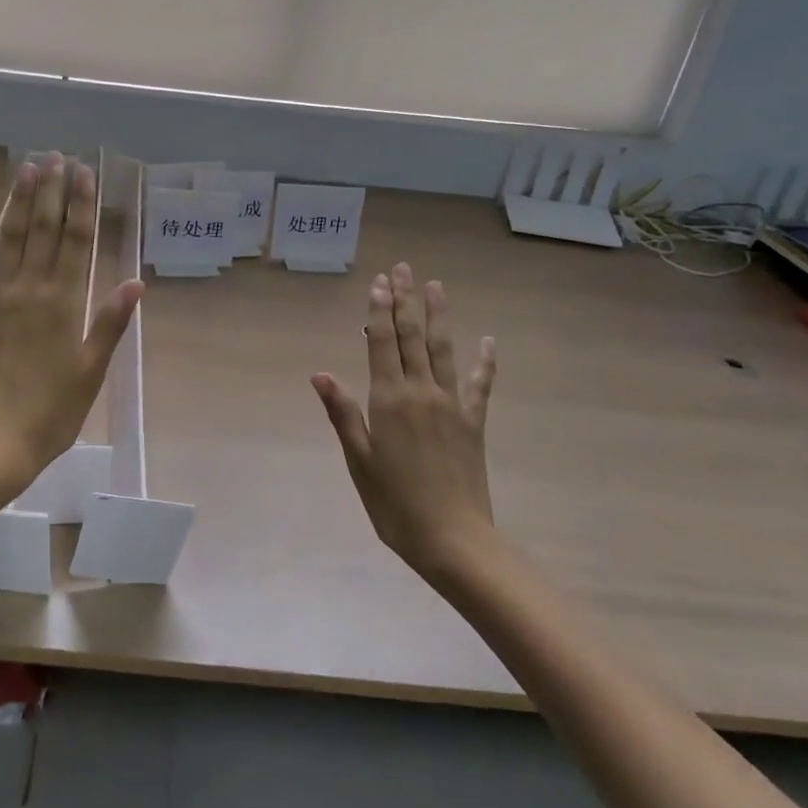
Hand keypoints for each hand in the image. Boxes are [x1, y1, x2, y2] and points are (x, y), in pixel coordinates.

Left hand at [0, 153, 143, 495]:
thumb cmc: (51, 412)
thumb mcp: (92, 372)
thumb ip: (110, 323)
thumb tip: (135, 281)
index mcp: (65, 304)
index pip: (76, 242)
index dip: (82, 205)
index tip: (84, 173)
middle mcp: (31, 290)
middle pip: (44, 231)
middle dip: (52, 192)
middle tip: (56, 157)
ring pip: (10, 240)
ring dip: (20, 203)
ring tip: (28, 169)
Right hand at [311, 263, 497, 579]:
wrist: (452, 538)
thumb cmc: (394, 503)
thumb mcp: (359, 460)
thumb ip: (342, 413)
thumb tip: (320, 373)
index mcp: (389, 400)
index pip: (383, 343)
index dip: (379, 311)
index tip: (379, 282)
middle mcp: (421, 392)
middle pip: (412, 337)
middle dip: (405, 301)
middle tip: (403, 269)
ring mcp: (451, 405)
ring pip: (443, 350)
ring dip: (438, 316)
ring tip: (435, 286)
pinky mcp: (473, 422)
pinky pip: (479, 385)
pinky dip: (484, 362)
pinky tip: (488, 341)